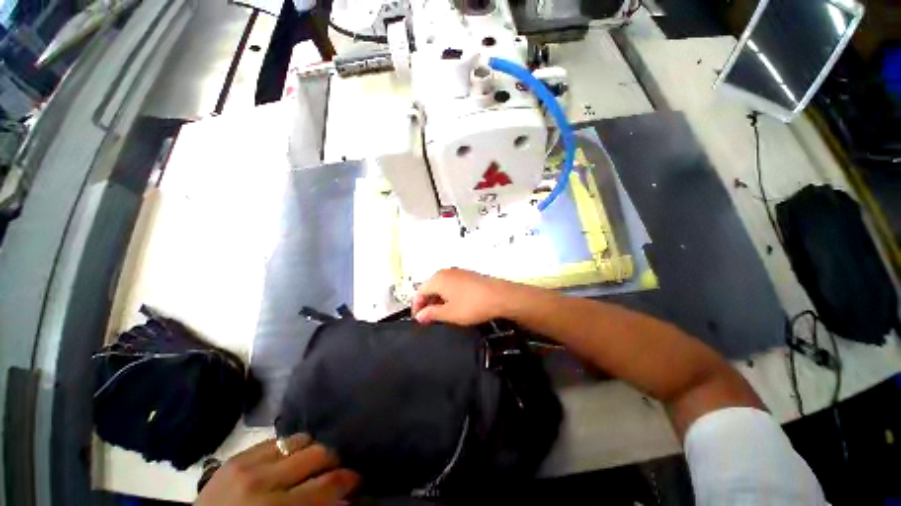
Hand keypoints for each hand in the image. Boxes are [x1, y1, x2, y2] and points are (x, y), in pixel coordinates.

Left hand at [195, 434, 359, 505]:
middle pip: (318, 453)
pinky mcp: (236, 456)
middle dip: (334, 460)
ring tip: (313, 462)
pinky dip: (290, 447)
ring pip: (300, 439)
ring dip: (312, 449)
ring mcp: (246, 463)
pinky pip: (276, 440)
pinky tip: (290, 459)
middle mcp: (263, 480)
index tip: (358, 480)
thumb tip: (346, 498)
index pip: (327, 484)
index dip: (349, 480)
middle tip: (337, 469)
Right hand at [412, 268, 519, 325]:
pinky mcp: (467, 275)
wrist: (500, 296)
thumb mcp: (449, 313)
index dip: (416, 307)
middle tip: (428, 318)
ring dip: (437, 299)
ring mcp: (457, 272)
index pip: (419, 292)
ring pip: (440, 286)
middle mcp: (445, 272)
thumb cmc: (472, 305)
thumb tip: (420, 316)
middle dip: (427, 303)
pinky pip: (451, 284)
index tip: (418, 319)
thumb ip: (431, 314)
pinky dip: (447, 295)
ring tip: (440, 314)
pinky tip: (453, 305)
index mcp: (437, 279)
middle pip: (429, 287)